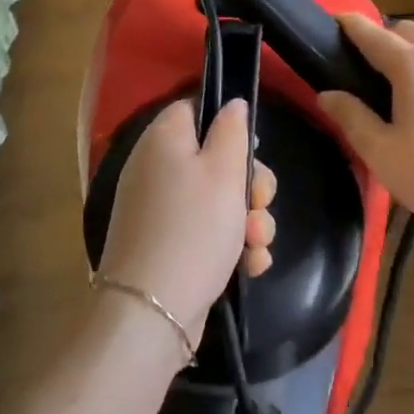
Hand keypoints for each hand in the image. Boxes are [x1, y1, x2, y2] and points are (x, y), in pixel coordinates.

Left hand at [97, 99, 276, 345]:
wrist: (152, 311)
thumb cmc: (194, 228)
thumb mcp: (224, 171)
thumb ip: (232, 130)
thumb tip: (232, 103)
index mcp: (163, 139)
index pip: (195, 109)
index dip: (228, 125)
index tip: (252, 150)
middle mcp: (156, 168)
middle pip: (213, 158)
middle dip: (249, 184)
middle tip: (261, 204)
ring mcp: (159, 210)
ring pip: (217, 200)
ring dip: (247, 221)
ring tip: (258, 244)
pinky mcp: (166, 245)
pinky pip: (205, 232)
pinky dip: (230, 246)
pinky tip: (251, 265)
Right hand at [318, 13, 413, 243]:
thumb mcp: (382, 154)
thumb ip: (352, 118)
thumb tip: (327, 94)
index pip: (373, 34)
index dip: (349, 24)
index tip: (332, 19)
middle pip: (407, 29)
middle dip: (383, 35)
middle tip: (363, 64)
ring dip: (412, 44)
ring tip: (398, 76)